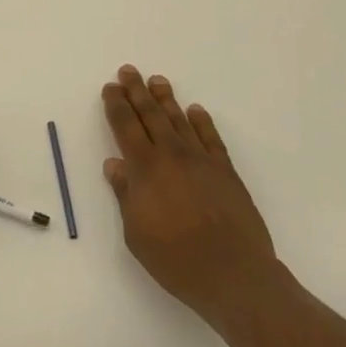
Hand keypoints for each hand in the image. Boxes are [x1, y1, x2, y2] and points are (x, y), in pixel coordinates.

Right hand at [101, 65, 279, 329]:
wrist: (235, 276)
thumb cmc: (176, 260)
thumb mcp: (136, 234)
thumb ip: (125, 195)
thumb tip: (114, 164)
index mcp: (146, 168)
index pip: (126, 126)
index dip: (116, 105)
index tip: (110, 88)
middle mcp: (172, 155)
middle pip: (151, 115)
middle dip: (137, 91)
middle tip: (129, 71)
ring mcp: (202, 161)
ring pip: (180, 120)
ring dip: (166, 99)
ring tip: (158, 80)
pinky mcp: (226, 172)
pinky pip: (211, 138)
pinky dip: (202, 121)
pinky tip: (196, 110)